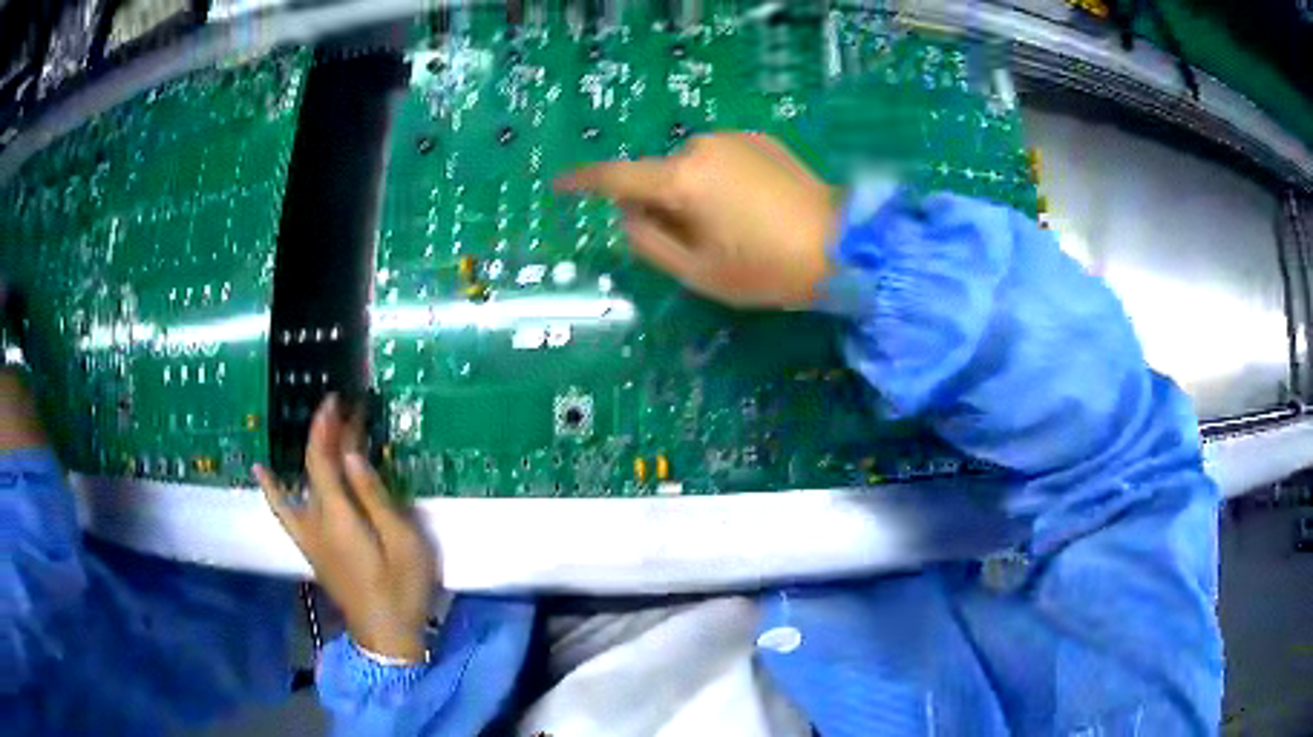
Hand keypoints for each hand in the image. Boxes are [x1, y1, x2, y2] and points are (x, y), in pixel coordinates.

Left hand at [254, 396, 435, 661]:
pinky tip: (263, 472)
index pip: (322, 460)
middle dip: (324, 435)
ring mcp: (309, 537)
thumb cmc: (402, 589)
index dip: (325, 427)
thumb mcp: (403, 542)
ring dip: (305, 452)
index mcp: (338, 518)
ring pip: (296, 484)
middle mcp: (315, 522)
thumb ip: (375, 497)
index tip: (334, 399)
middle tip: (343, 409)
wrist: (386, 636)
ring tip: (315, 429)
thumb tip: (352, 455)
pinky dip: (273, 488)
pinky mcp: (311, 549)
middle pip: (311, 468)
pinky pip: (284, 510)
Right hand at [555, 132, 838, 307]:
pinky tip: (755, 207)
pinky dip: (721, 180)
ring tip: (735, 226)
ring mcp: (734, 138)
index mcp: (681, 181)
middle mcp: (701, 146)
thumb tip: (629, 215)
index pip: (617, 178)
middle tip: (699, 243)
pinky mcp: (761, 139)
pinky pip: (721, 159)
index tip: (559, 185)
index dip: (584, 182)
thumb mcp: (698, 272)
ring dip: (695, 192)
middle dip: (663, 204)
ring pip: (691, 167)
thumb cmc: (766, 268)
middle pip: (659, 176)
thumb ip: (649, 243)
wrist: (842, 245)